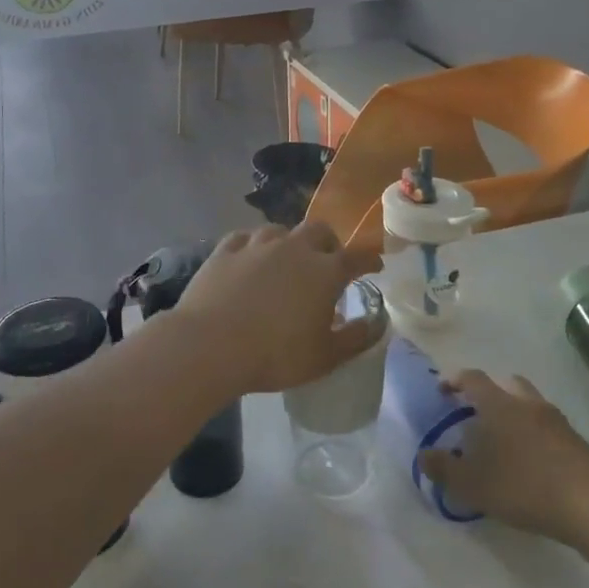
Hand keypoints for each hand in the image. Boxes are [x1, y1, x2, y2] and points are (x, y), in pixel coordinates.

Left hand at [171, 223, 383, 394]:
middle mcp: (294, 247)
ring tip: (286, 261)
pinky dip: (254, 246)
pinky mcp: (225, 250)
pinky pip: (245, 237)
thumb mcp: (325, 357)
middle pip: (319, 231)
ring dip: (290, 242)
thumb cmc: (275, 355)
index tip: (374, 266)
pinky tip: (250, 258)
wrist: (210, 345)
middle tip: (327, 263)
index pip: (357, 257)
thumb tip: (378, 324)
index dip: (369, 260)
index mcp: (325, 270)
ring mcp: (256, 244)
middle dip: (329, 243)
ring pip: (280, 229)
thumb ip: (357, 338)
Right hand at [418, 371, 588, 544]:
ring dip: (514, 412)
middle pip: (505, 384)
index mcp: (498, 404)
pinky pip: (547, 425)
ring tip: (503, 439)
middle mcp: (526, 403)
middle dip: (488, 393)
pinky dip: (534, 433)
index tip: (443, 391)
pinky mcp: (575, 440)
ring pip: (529, 403)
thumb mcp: (472, 484)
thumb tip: (423, 456)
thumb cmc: (523, 486)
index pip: (472, 378)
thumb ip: (443, 469)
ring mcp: (555, 420)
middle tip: (475, 414)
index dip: (454, 380)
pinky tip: (530, 460)